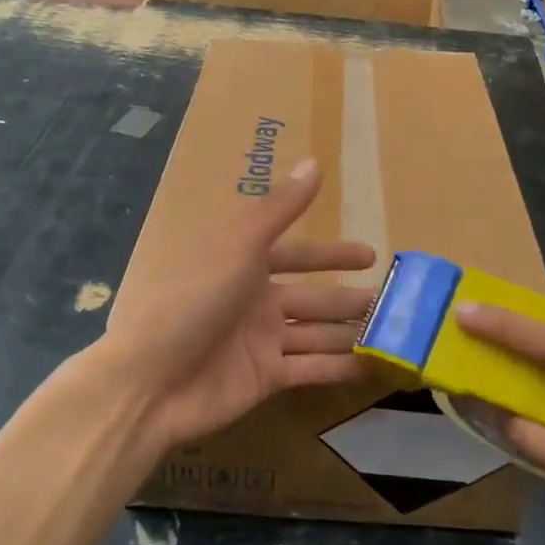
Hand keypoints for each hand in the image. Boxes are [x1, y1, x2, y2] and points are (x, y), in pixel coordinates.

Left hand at [100, 158, 376, 451]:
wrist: (149, 382)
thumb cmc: (191, 301)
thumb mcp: (237, 247)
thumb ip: (279, 209)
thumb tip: (314, 162)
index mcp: (242, 264)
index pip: (296, 254)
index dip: (331, 254)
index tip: (370, 255)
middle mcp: (254, 300)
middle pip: (312, 296)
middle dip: (349, 297)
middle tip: (394, 301)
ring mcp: (259, 341)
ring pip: (316, 332)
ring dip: (351, 331)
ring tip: (395, 333)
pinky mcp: (264, 379)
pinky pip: (310, 368)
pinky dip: (339, 367)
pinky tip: (374, 366)